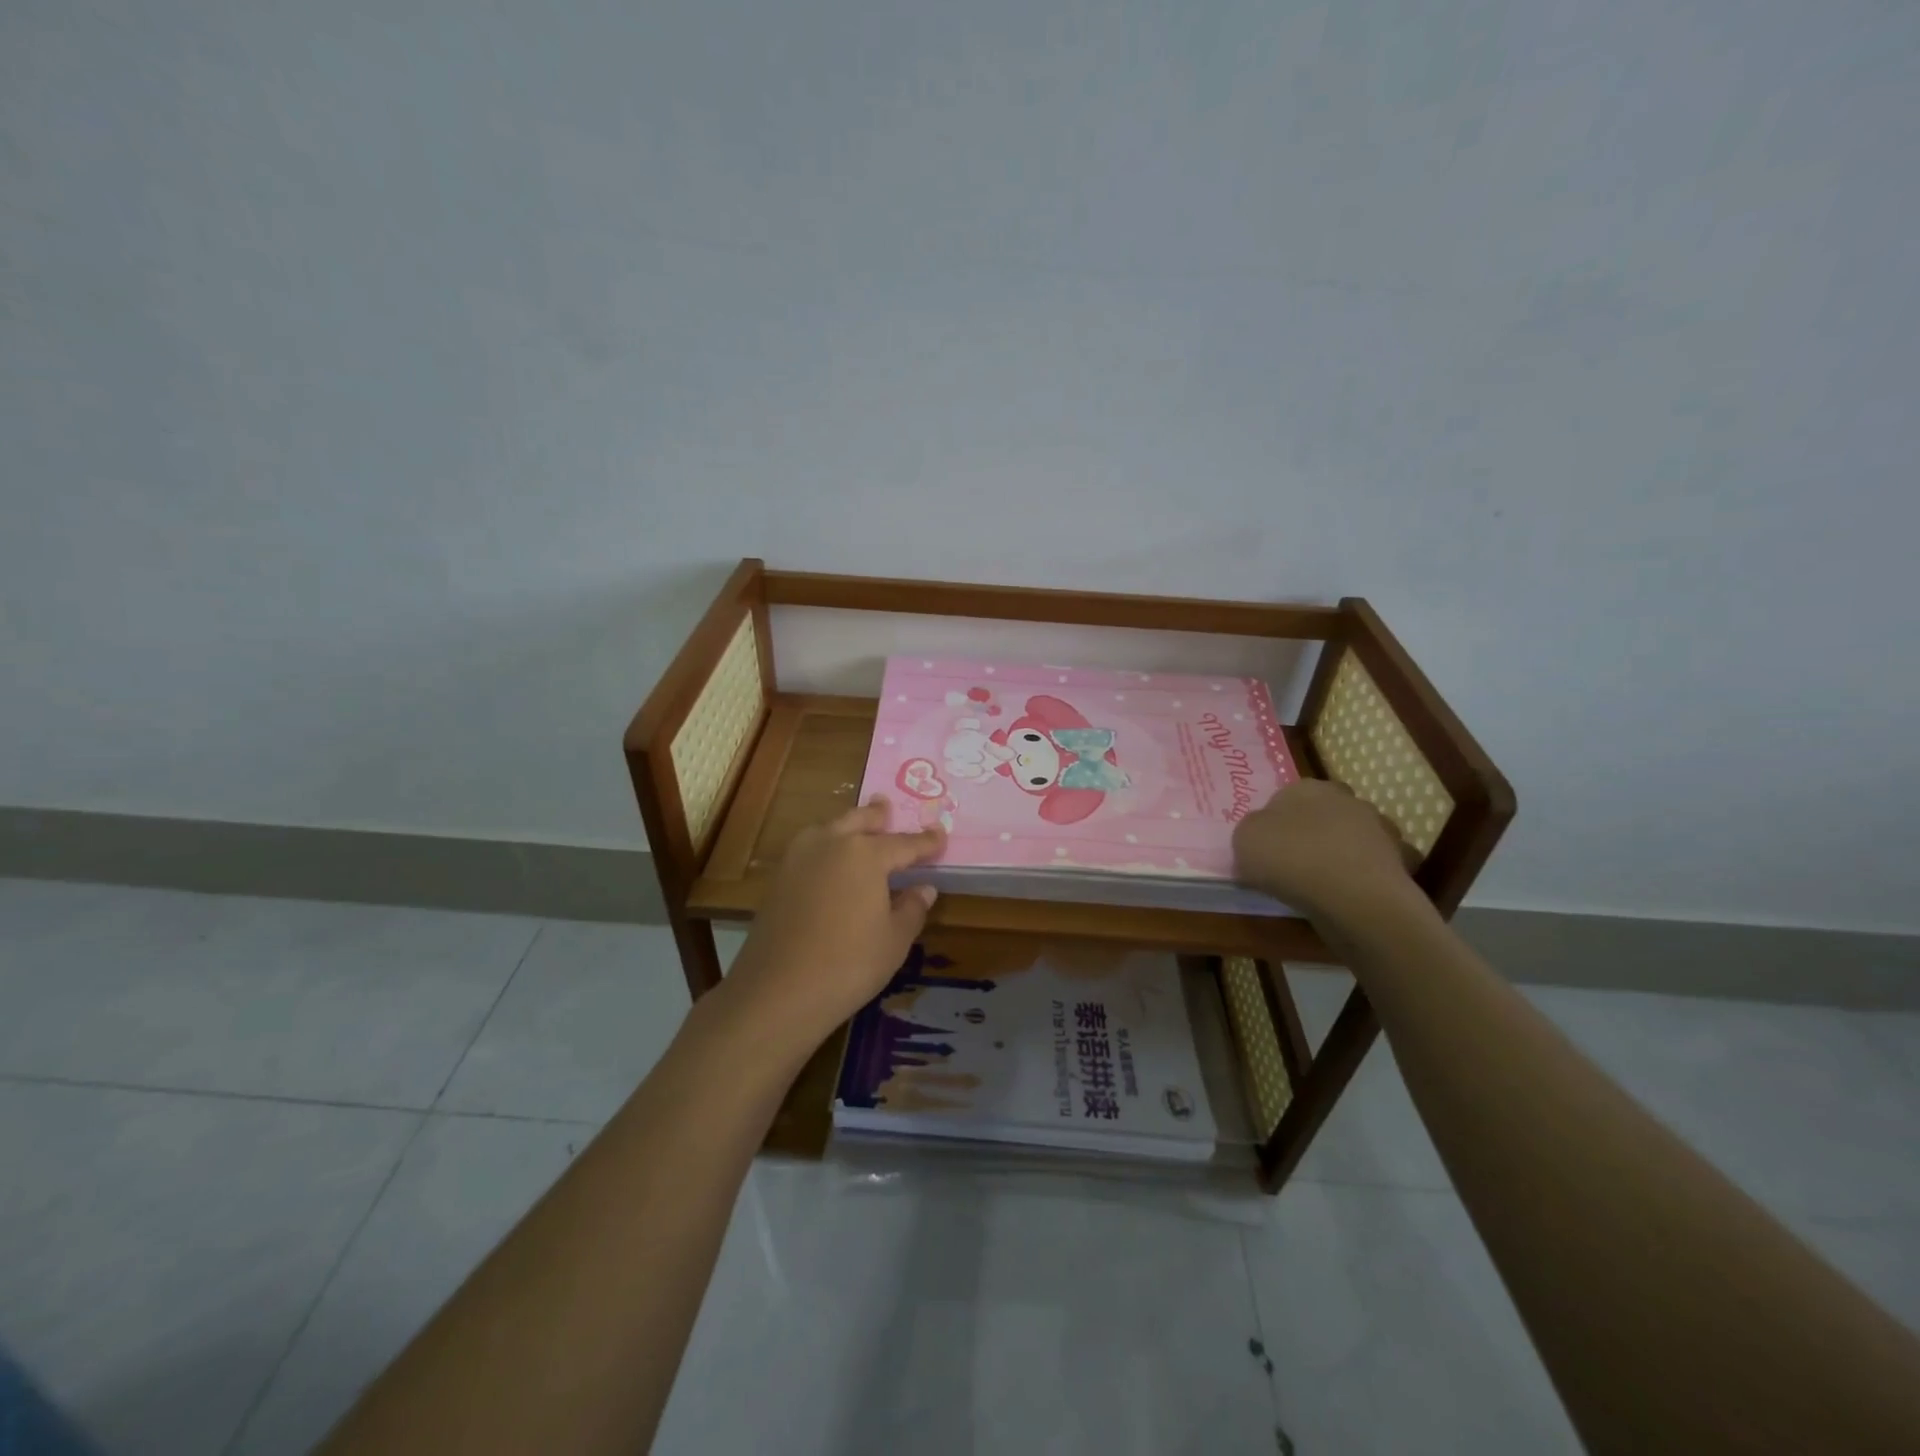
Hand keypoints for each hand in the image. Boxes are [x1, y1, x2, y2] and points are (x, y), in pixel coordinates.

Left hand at [723, 798, 945, 1052]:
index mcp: (866, 854)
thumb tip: (923, 888)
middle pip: (860, 820)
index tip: (941, 835)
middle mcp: (831, 843)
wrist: (778, 991)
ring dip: (848, 825)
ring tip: (858, 827)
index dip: (926, 841)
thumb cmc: (849, 964)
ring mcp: (799, 857)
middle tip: (888, 807)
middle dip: (878, 815)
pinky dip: (826, 845)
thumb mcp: (894, 940)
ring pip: (830, 829)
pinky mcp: (779, 877)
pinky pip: (810, 848)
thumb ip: (912, 908)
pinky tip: (830, 860)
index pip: (904, 843)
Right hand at [1232, 780, 1421, 922]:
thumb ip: (1251, 832)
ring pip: (1352, 836)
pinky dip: (1364, 875)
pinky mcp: (1399, 859)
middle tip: (1294, 861)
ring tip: (1323, 882)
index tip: (1268, 847)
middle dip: (1312, 831)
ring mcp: (1377, 828)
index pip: (1286, 797)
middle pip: (1323, 813)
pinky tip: (1349, 893)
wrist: (1352, 895)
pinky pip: (1373, 865)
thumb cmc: (1289, 858)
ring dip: (1341, 851)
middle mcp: (1345, 798)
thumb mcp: (1244, 840)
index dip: (1276, 822)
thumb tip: (1262, 837)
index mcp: (1305, 787)